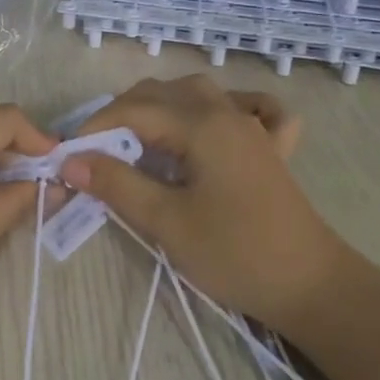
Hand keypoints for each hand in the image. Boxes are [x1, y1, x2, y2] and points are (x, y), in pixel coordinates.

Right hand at [59, 76, 343, 330]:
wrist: (311, 286)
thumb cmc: (235, 253)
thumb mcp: (167, 222)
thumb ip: (118, 184)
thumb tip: (72, 160)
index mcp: (201, 124)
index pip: (133, 110)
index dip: (94, 129)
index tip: (67, 156)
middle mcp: (226, 112)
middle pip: (162, 93)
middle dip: (122, 114)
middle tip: (97, 153)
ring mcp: (252, 127)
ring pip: (198, 93)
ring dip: (163, 106)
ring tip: (140, 139)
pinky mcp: (270, 148)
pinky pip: (250, 108)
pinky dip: (227, 106)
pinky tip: (217, 123)